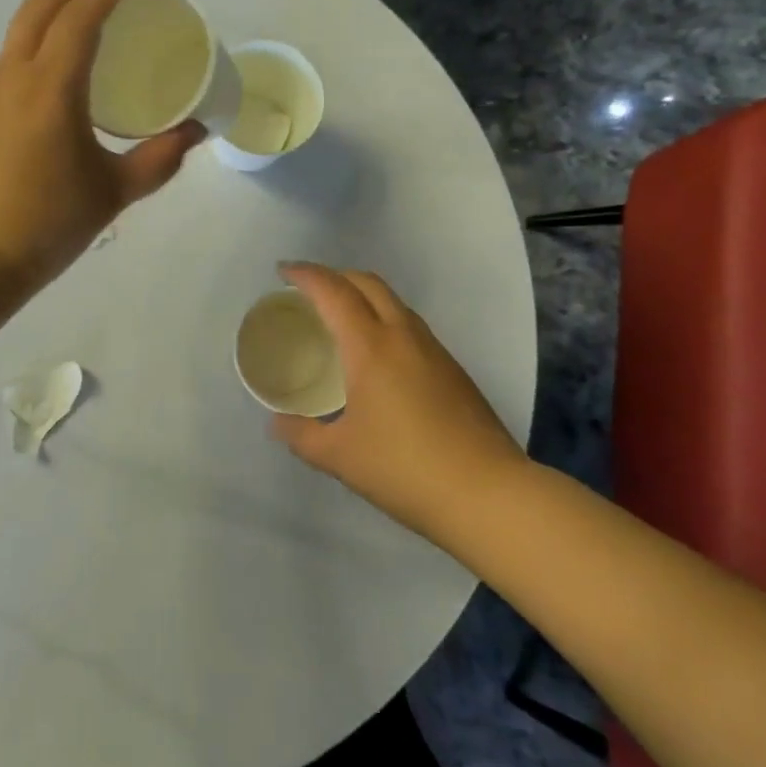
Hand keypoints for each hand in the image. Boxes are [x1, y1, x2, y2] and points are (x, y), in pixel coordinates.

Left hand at [0, 0, 203, 284]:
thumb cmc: (49, 221)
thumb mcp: (114, 191)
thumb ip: (159, 158)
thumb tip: (195, 132)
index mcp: (51, 87)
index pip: (79, 18)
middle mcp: (15, 76)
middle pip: (39, 7)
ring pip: (19, 30)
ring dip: (52, 14)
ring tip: (87, 30)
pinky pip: (11, 57)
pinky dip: (37, 43)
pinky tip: (59, 75)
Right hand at [272, 263, 530, 547]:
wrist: (488, 494)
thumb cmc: (404, 469)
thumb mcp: (339, 457)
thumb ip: (301, 436)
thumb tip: (277, 424)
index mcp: (371, 347)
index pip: (334, 292)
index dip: (306, 275)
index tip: (282, 271)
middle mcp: (403, 336)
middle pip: (368, 283)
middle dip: (335, 276)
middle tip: (307, 290)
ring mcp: (434, 351)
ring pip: (394, 302)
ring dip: (362, 296)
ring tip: (339, 318)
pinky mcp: (453, 370)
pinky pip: (410, 326)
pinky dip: (383, 320)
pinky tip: (375, 356)